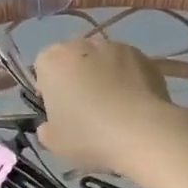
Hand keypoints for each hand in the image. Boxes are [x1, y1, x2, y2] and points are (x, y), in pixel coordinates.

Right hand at [34, 35, 187, 178]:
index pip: (43, 67)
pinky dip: (129, 79)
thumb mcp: (54, 143)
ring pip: (103, 60)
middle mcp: (82, 44)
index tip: (59, 110)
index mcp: (52, 61)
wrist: (143, 132)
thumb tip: (51, 126)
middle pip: (73, 59)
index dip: (49, 89)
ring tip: (115, 106)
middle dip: (77, 77)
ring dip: (104, 75)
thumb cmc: (89, 135)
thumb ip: (47, 129)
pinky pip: (129, 67)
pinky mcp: (144, 56)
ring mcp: (116, 47)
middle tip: (86, 108)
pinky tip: (135, 104)